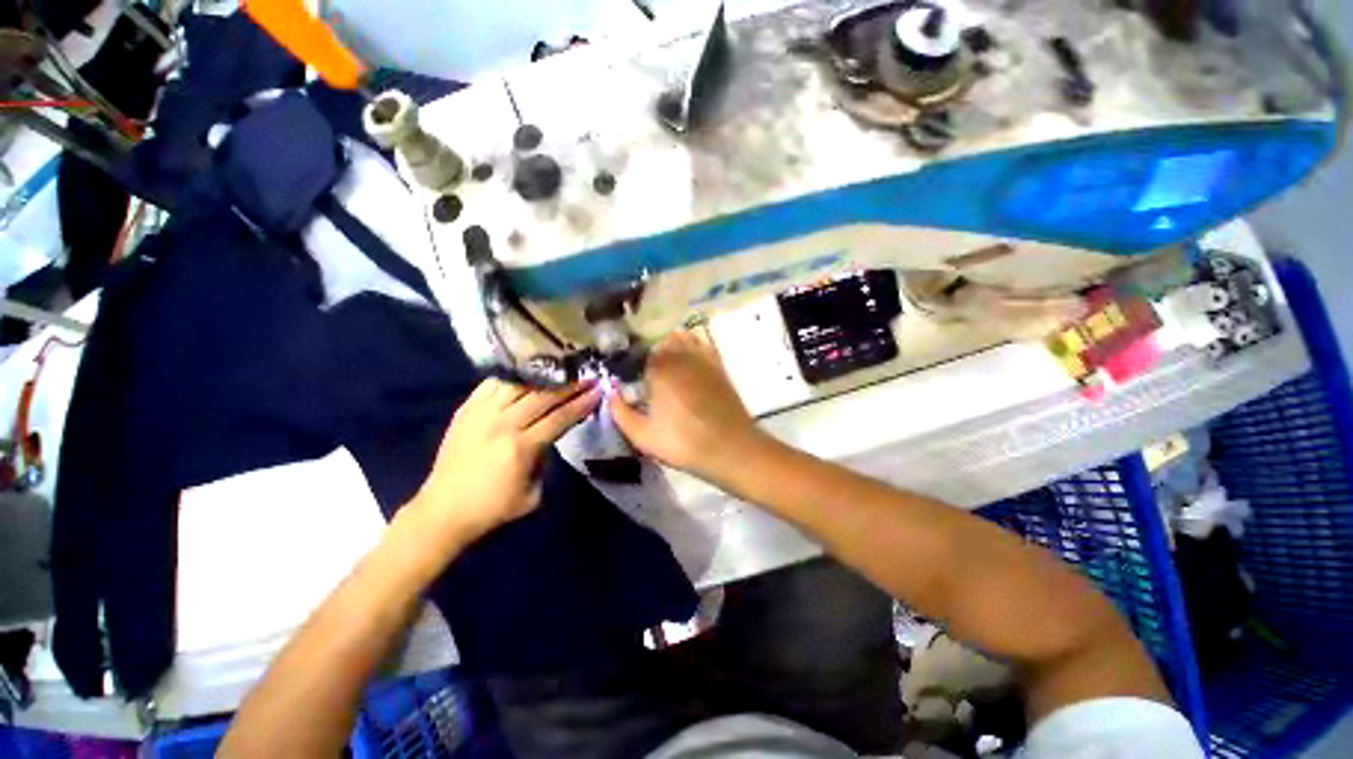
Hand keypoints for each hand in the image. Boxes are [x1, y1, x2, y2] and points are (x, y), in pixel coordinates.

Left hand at [409, 379, 600, 548]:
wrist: (442, 511)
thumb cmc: (492, 508)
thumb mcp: (533, 494)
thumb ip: (546, 462)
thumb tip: (548, 437)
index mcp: (522, 447)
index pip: (560, 418)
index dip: (581, 404)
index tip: (597, 391)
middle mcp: (503, 424)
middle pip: (544, 396)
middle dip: (570, 386)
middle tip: (586, 378)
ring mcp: (481, 414)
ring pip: (519, 385)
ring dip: (543, 379)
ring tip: (559, 374)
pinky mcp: (465, 411)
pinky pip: (492, 385)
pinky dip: (512, 379)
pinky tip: (525, 377)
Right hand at [610, 331, 767, 484]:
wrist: (731, 448)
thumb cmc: (683, 443)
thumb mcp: (643, 436)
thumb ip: (621, 413)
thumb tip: (611, 394)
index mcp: (659, 370)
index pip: (639, 353)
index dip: (633, 363)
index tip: (630, 376)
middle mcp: (680, 357)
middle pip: (661, 343)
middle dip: (651, 353)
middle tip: (648, 372)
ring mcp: (703, 359)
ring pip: (683, 339)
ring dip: (672, 346)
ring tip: (667, 364)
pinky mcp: (719, 366)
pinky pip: (703, 345)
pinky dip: (694, 345)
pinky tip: (690, 358)